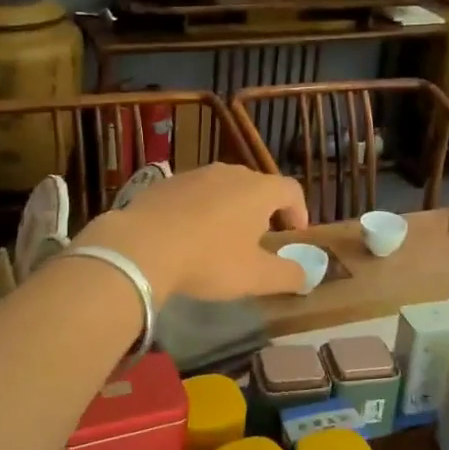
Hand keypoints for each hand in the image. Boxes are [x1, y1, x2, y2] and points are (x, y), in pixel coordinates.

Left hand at [75, 163, 309, 300]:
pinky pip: (192, 195)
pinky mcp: (164, 183)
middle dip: (263, 211)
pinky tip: (186, 238)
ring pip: (222, 188)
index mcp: (258, 190)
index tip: (294, 235)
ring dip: (229, 210)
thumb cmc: (208, 260)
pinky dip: (198, 211)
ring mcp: (194, 174)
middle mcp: (229, 172)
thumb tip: (307, 276)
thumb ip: (287, 275)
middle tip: (259, 241)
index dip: (299, 212)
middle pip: (256, 186)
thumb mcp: (255, 277)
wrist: (140, 247)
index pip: (291, 189)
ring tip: (220, 240)